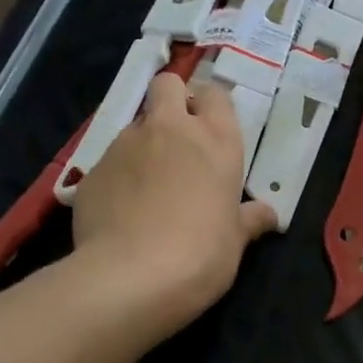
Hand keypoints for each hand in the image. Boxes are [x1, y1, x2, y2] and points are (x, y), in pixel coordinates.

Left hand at [71, 75, 275, 326]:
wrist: (131, 277)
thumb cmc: (201, 254)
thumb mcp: (236, 241)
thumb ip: (249, 219)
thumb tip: (268, 215)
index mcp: (215, 140)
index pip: (214, 94)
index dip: (210, 105)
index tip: (210, 129)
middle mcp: (169, 129)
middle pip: (167, 85)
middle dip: (171, 100)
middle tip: (177, 139)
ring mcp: (126, 145)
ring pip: (135, 126)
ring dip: (143, 145)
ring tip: (147, 188)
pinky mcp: (93, 169)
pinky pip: (109, 162)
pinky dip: (117, 177)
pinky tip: (121, 211)